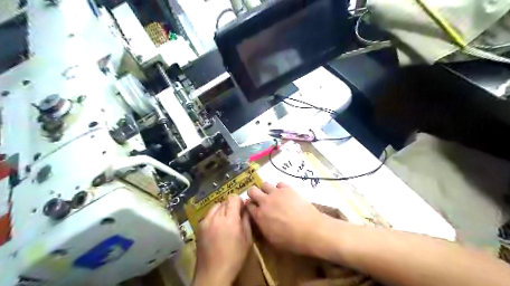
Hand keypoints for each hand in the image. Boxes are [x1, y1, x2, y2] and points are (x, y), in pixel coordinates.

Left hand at [194, 195, 252, 284]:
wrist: (213, 273)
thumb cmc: (234, 257)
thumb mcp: (247, 239)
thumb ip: (246, 220)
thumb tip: (246, 208)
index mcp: (230, 219)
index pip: (233, 198)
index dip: (239, 201)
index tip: (242, 208)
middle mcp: (216, 217)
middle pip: (224, 202)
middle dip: (231, 206)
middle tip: (235, 216)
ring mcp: (205, 221)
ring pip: (215, 207)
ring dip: (222, 210)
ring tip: (225, 221)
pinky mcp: (199, 227)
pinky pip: (208, 215)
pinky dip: (214, 216)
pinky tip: (217, 227)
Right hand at [247, 183, 326, 256]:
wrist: (309, 230)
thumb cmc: (291, 240)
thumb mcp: (271, 239)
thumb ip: (262, 226)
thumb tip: (260, 219)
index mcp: (259, 216)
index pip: (248, 205)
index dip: (250, 206)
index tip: (253, 207)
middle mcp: (265, 202)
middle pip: (252, 191)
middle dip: (254, 194)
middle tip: (260, 199)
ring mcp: (276, 193)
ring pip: (264, 184)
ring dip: (266, 189)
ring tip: (273, 195)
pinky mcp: (287, 189)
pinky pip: (279, 183)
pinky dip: (280, 187)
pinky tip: (285, 194)